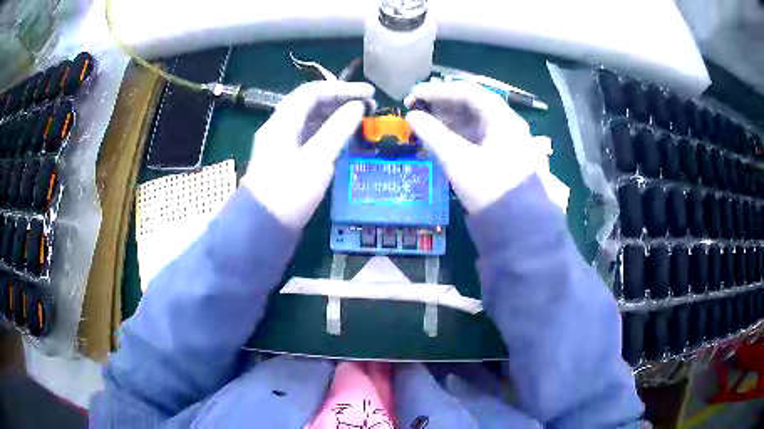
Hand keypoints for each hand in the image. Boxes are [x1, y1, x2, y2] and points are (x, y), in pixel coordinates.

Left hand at [242, 81, 374, 229]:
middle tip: (368, 106)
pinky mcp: (286, 161)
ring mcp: (282, 145)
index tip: (369, 92)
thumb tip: (358, 107)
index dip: (342, 88)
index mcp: (283, 121)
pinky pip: (309, 137)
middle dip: (340, 100)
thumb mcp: (317, 159)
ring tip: (360, 120)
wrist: (262, 228)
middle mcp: (280, 128)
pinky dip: (328, 133)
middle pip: (311, 104)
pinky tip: (343, 139)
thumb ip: (338, 129)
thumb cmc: (289, 192)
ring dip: (335, 116)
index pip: (313, 92)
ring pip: (311, 120)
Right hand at [405, 81, 545, 213]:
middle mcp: (507, 127)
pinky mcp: (500, 162)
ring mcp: (505, 145)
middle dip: (442, 106)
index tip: (412, 97)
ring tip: (422, 127)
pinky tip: (438, 144)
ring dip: (447, 122)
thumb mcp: (460, 162)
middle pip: (472, 106)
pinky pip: (476, 141)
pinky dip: (456, 139)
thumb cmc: (492, 191)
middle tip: (415, 111)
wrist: (521, 232)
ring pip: (473, 124)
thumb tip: (411, 116)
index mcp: (503, 120)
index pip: (468, 92)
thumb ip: (434, 136)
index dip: (438, 91)